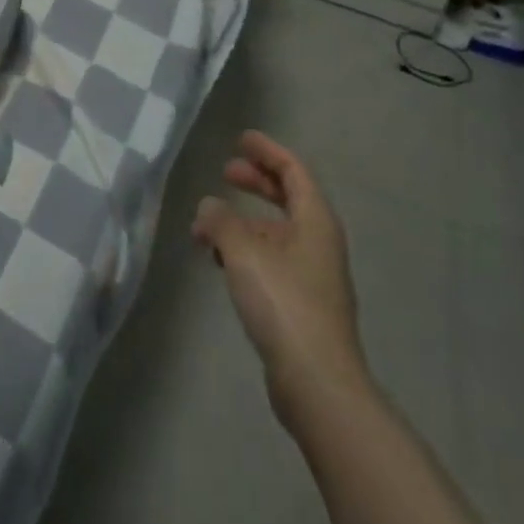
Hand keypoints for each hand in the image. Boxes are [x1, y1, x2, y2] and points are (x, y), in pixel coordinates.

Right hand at [192, 131, 367, 425]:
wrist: (317, 383)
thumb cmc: (284, 303)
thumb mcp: (243, 251)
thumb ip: (221, 221)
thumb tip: (208, 207)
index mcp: (315, 220)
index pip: (293, 170)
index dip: (267, 151)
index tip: (241, 139)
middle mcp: (318, 241)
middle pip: (287, 198)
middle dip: (256, 182)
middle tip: (225, 171)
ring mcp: (312, 275)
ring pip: (275, 232)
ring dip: (242, 222)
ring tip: (205, 225)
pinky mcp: (301, 304)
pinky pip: (271, 260)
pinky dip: (245, 251)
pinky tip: (219, 261)